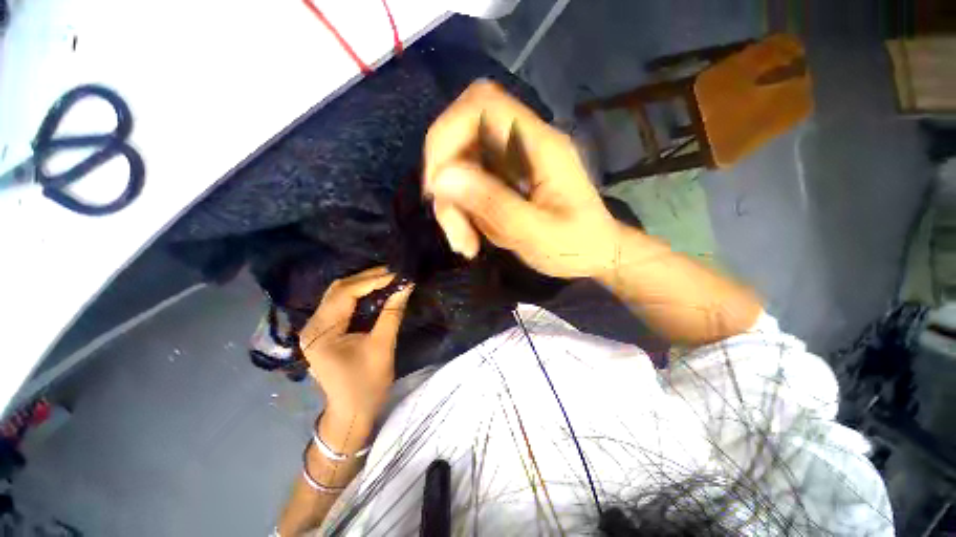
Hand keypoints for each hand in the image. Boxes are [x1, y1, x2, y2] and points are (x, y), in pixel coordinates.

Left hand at [298, 267, 413, 432]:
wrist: (352, 412)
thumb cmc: (366, 384)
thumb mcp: (382, 347)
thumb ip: (392, 313)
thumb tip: (406, 286)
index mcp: (321, 332)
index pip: (345, 293)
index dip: (371, 280)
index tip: (396, 274)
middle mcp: (313, 325)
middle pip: (339, 290)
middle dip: (367, 278)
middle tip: (393, 273)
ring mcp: (316, 328)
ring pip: (339, 295)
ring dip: (363, 284)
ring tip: (387, 278)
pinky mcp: (325, 331)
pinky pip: (342, 305)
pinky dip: (360, 295)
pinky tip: (376, 291)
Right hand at [423, 81, 621, 278]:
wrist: (597, 254)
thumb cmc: (577, 246)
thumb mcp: (537, 233)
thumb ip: (493, 204)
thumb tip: (443, 178)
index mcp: (541, 145)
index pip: (482, 105)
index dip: (447, 132)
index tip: (436, 183)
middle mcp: (523, 145)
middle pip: (463, 137)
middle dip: (446, 182)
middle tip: (453, 228)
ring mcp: (513, 163)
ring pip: (461, 166)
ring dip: (453, 206)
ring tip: (466, 244)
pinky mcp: (506, 181)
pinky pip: (469, 186)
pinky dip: (462, 212)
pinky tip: (472, 238)